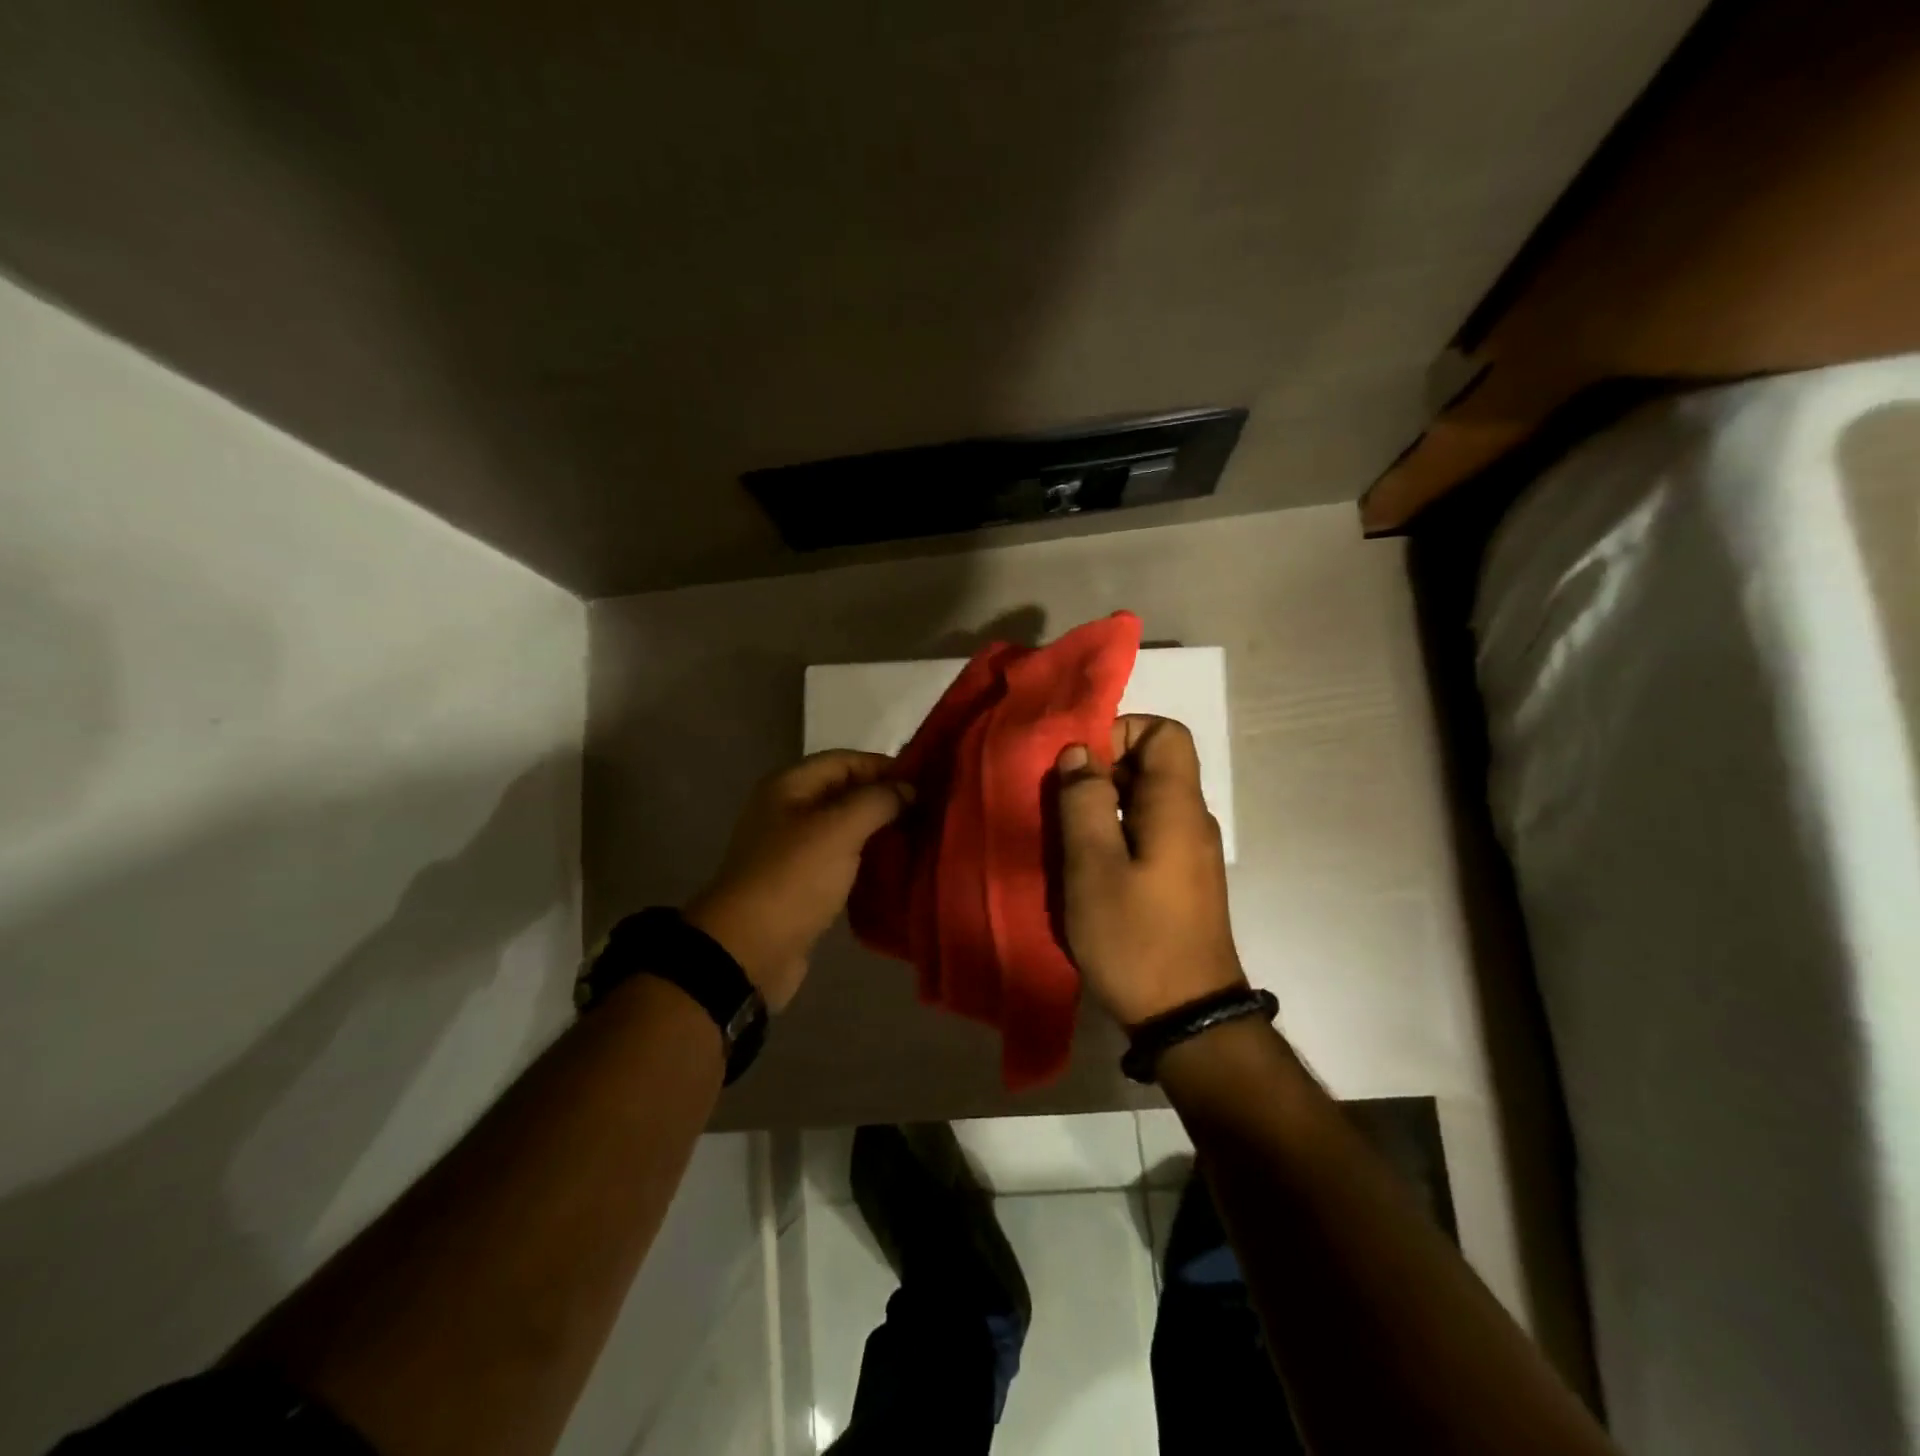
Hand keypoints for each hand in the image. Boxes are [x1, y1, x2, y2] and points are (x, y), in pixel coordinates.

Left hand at [685, 750, 909, 1010]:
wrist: (749, 951)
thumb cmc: (793, 878)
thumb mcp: (839, 829)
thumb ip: (877, 801)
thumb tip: (908, 789)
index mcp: (790, 786)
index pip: (846, 760)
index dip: (886, 767)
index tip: (928, 783)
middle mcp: (789, 811)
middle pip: (847, 793)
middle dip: (887, 800)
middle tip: (932, 812)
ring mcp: (795, 849)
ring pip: (847, 828)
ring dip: (881, 831)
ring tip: (923, 838)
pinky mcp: (804, 884)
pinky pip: (843, 860)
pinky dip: (869, 861)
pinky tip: (899, 868)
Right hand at [1054, 715, 1245, 1025]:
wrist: (1187, 1017)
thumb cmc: (1135, 938)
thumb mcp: (1093, 867)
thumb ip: (1084, 802)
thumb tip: (1080, 752)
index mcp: (1176, 806)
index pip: (1165, 732)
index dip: (1121, 731)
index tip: (1079, 763)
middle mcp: (1190, 820)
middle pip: (1152, 765)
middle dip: (1101, 771)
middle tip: (1058, 804)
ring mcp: (1188, 852)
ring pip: (1144, 802)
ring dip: (1102, 807)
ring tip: (1064, 837)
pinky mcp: (1180, 881)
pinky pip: (1146, 834)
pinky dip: (1114, 836)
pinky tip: (1085, 869)